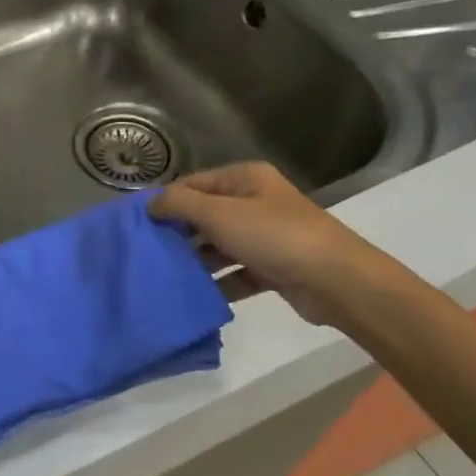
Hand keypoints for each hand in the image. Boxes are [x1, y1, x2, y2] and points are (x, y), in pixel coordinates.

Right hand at [150, 162, 390, 327]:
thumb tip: (150, 204)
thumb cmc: (275, 236)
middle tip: (146, 253)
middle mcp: (255, 203)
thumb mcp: (220, 214)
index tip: (138, 226)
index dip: (166, 202)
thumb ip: (179, 205)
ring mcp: (264, 237)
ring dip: (195, 261)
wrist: (336, 280)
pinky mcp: (271, 268)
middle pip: (204, 215)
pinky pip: (234, 273)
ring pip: (217, 246)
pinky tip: (193, 296)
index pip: (193, 184)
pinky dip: (216, 283)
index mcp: (245, 179)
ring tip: (164, 276)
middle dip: (177, 234)